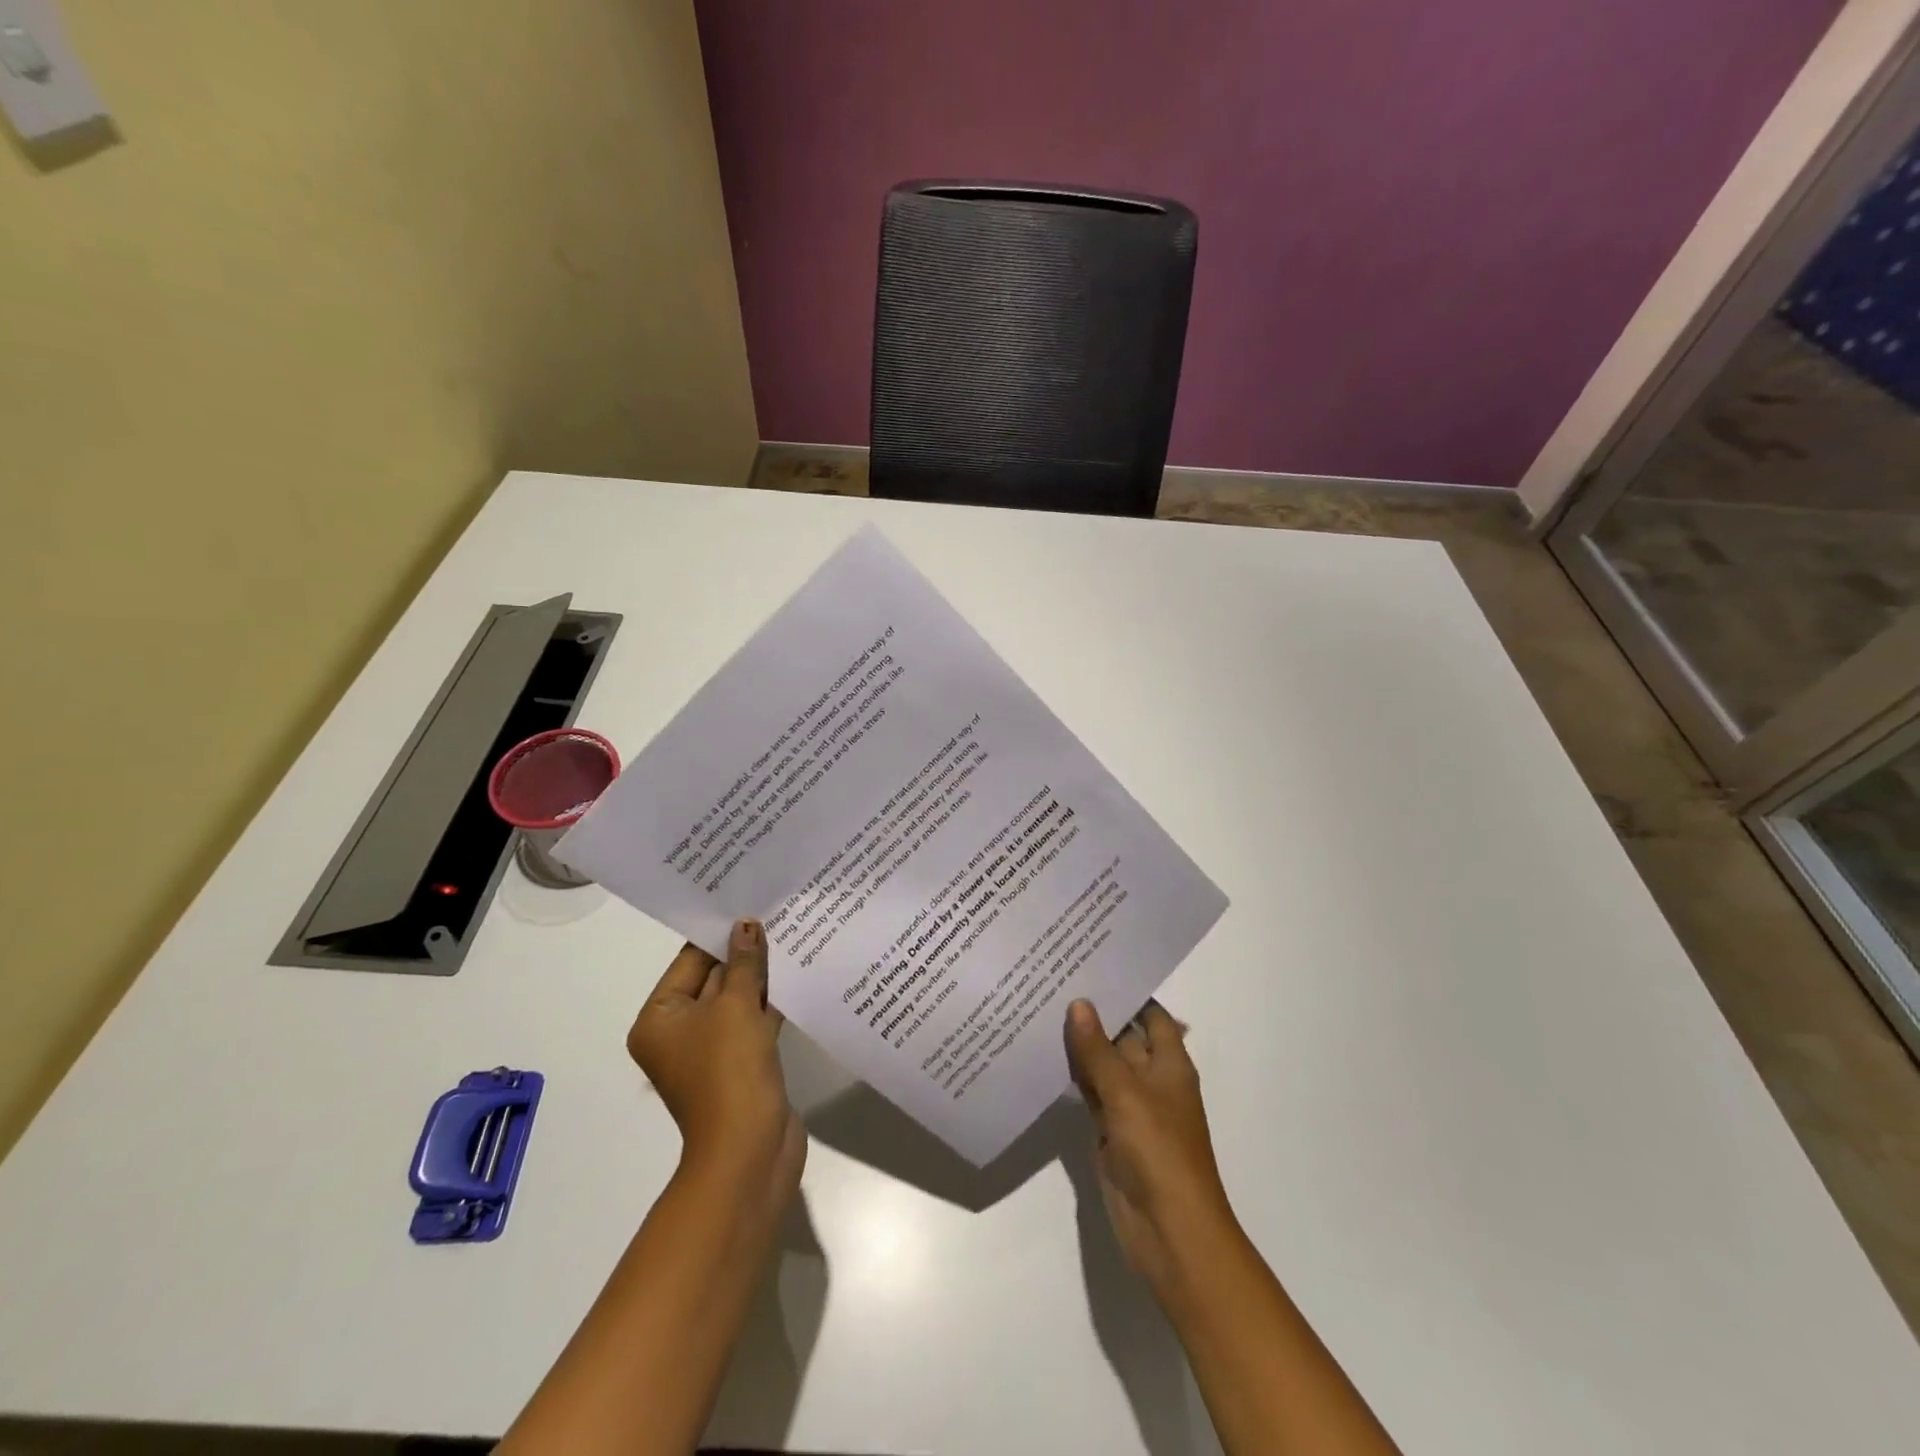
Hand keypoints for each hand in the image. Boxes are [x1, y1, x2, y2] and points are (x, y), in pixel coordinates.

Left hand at [627, 920, 804, 1213]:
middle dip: (745, 952)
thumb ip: (743, 962)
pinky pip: (754, 1021)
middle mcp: (679, 1032)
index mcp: (659, 1018)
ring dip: (762, 975)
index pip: (690, 961)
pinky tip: (798, 974)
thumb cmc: (729, 1070)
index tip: (749, 902)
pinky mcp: (742, 1063)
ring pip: (737, 999)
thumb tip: (746, 926)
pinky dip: (771, 1001)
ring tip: (792, 935)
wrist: (750, 1150)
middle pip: (714, 978)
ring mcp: (712, 1050)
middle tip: (776, 912)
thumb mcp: (736, 1006)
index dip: (720, 933)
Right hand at [1065, 998, 1236, 1295]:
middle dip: (1095, 1015)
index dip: (1127, 992)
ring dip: (1080, 1045)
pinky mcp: (1110, 1132)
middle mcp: (1152, 1080)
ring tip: (1041, 1007)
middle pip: (1123, 1037)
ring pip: (1103, 1066)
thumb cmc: (1159, 1151)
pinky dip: (1073, 1077)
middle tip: (1053, 980)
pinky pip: (1090, 1094)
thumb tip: (1079, 1003)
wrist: (1169, 1231)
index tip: (1091, 965)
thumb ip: (1098, 1049)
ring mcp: (1130, 1107)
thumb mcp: (1126, 1092)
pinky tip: (1043, 1055)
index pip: (1150, 1014)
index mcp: (1170, 1063)